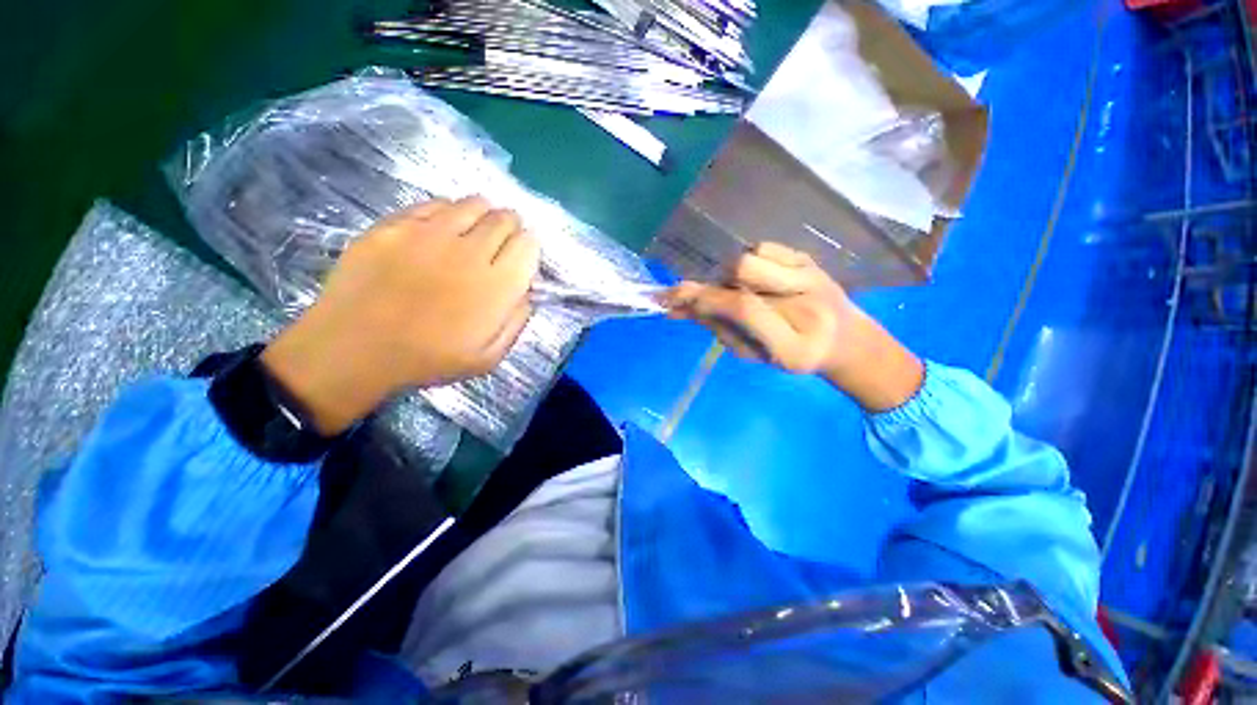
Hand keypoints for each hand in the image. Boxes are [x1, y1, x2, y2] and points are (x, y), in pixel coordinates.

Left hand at [261, 196, 539, 433]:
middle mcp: (470, 252)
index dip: (530, 248)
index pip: (529, 245)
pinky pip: (434, 204)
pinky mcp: (396, 224)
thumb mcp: (489, 357)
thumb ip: (516, 322)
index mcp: (497, 286)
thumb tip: (527, 294)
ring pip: (473, 203)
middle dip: (511, 227)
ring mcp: (430, 233)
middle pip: (505, 218)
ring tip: (474, 231)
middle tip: (501, 241)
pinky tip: (441, 230)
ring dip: (483, 214)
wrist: (354, 349)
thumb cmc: (428, 359)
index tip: (521, 258)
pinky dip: (448, 212)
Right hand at [663, 242, 923, 411]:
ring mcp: (812, 275)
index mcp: (794, 344)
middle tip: (707, 299)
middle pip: (743, 270)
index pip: (743, 308)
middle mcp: (808, 302)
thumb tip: (679, 307)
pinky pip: (763, 248)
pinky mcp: (810, 259)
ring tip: (740, 291)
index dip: (706, 299)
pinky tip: (757, 279)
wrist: (845, 340)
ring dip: (732, 274)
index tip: (677, 299)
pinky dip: (749, 262)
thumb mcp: (754, 354)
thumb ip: (719, 329)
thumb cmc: (792, 354)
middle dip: (715, 285)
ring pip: (751, 255)